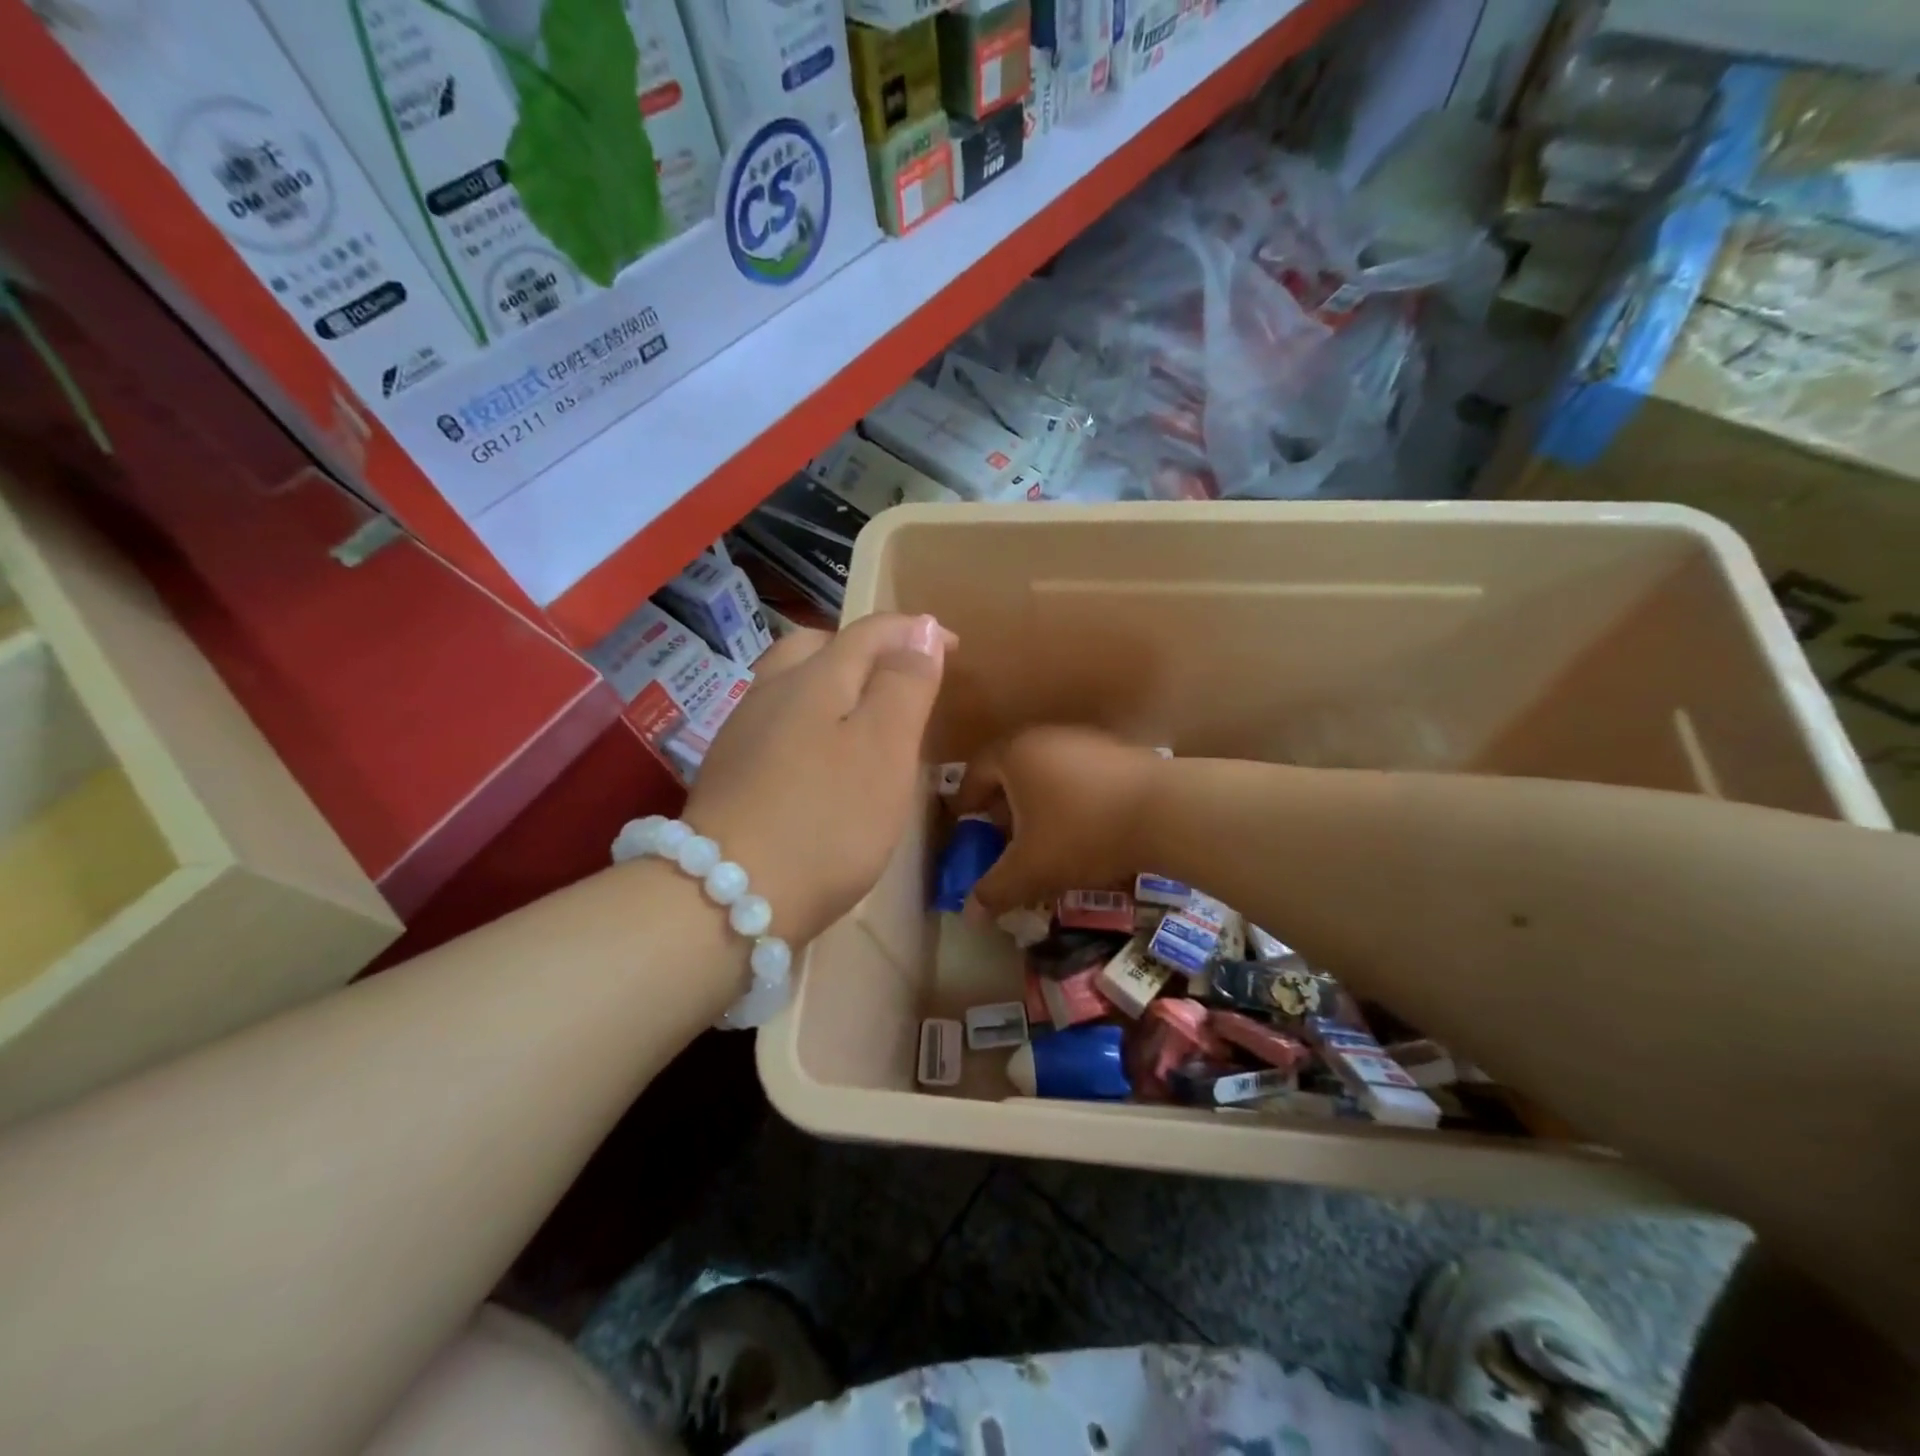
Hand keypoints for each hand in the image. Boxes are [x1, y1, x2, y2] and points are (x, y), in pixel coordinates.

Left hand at [685, 614, 952, 945]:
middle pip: (816, 646)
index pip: (869, 631)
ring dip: (832, 684)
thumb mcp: (884, 748)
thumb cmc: (827, 820)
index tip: (953, 646)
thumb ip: (904, 684)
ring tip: (865, 718)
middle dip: (863, 649)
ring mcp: (742, 732)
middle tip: (899, 677)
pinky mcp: (729, 771)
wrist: (727, 896)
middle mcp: (771, 691)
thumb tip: (919, 629)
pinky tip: (821, 759)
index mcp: (815, 678)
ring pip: (791, 685)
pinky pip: (777, 723)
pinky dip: (808, 721)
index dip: (913, 631)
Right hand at [954, 727, 1163, 913]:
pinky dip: (1069, 798)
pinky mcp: (1116, 751)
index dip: (966, 802)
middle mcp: (1045, 736)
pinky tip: (1082, 827)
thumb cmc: (1082, 833)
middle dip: (1002, 805)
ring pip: (1046, 771)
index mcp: (1014, 754)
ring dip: (1037, 802)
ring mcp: (1084, 739)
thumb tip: (970, 912)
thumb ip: (995, 889)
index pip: (975, 773)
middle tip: (1002, 837)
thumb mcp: (1031, 869)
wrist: (1164, 811)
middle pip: (1010, 769)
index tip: (966, 826)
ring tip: (1043, 837)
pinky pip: (1078, 774)